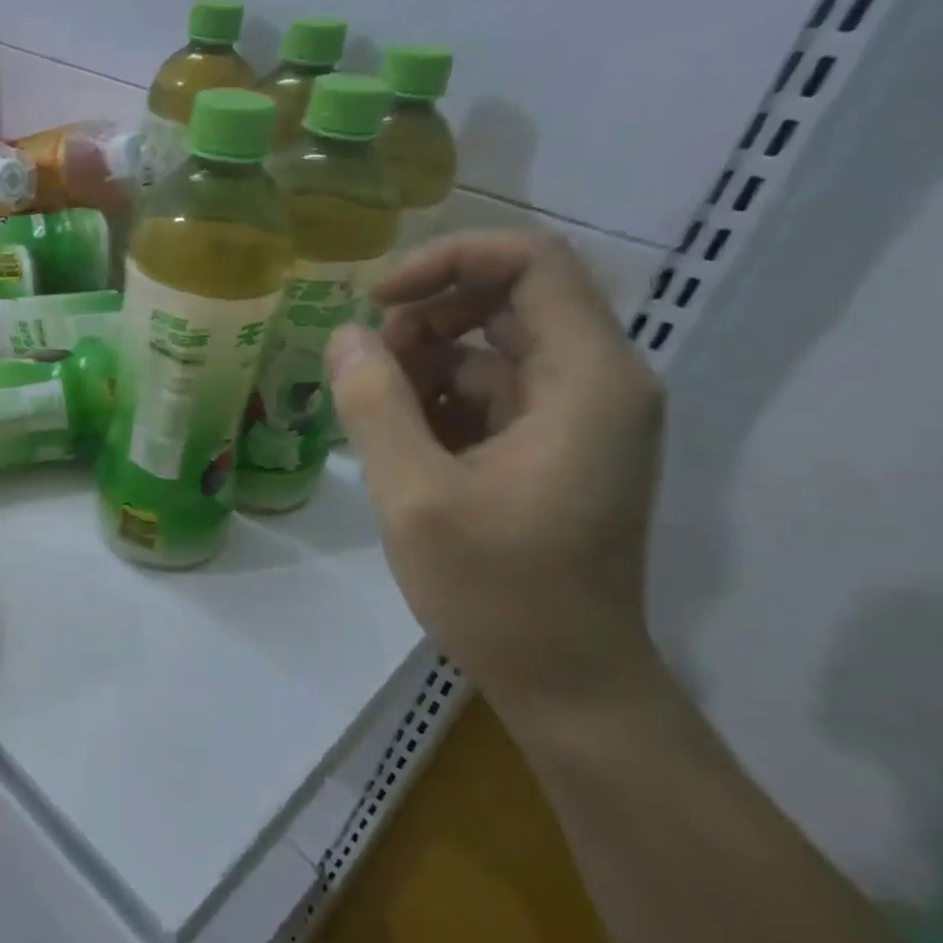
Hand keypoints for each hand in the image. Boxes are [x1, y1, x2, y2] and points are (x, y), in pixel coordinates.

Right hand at [326, 232, 665, 716]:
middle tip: (368, 364)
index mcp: (586, 379)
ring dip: (425, 361)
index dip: (449, 260)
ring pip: (493, 345)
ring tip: (374, 412)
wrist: (568, 683)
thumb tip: (346, 335)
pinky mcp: (554, 446)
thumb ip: (374, 403)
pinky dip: (438, 398)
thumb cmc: (499, 591)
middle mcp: (596, 382)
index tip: (380, 298)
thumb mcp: (415, 495)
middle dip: (427, 316)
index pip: (532, 262)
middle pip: (510, 298)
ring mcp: (578, 416)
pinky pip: (491, 390)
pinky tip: (400, 442)